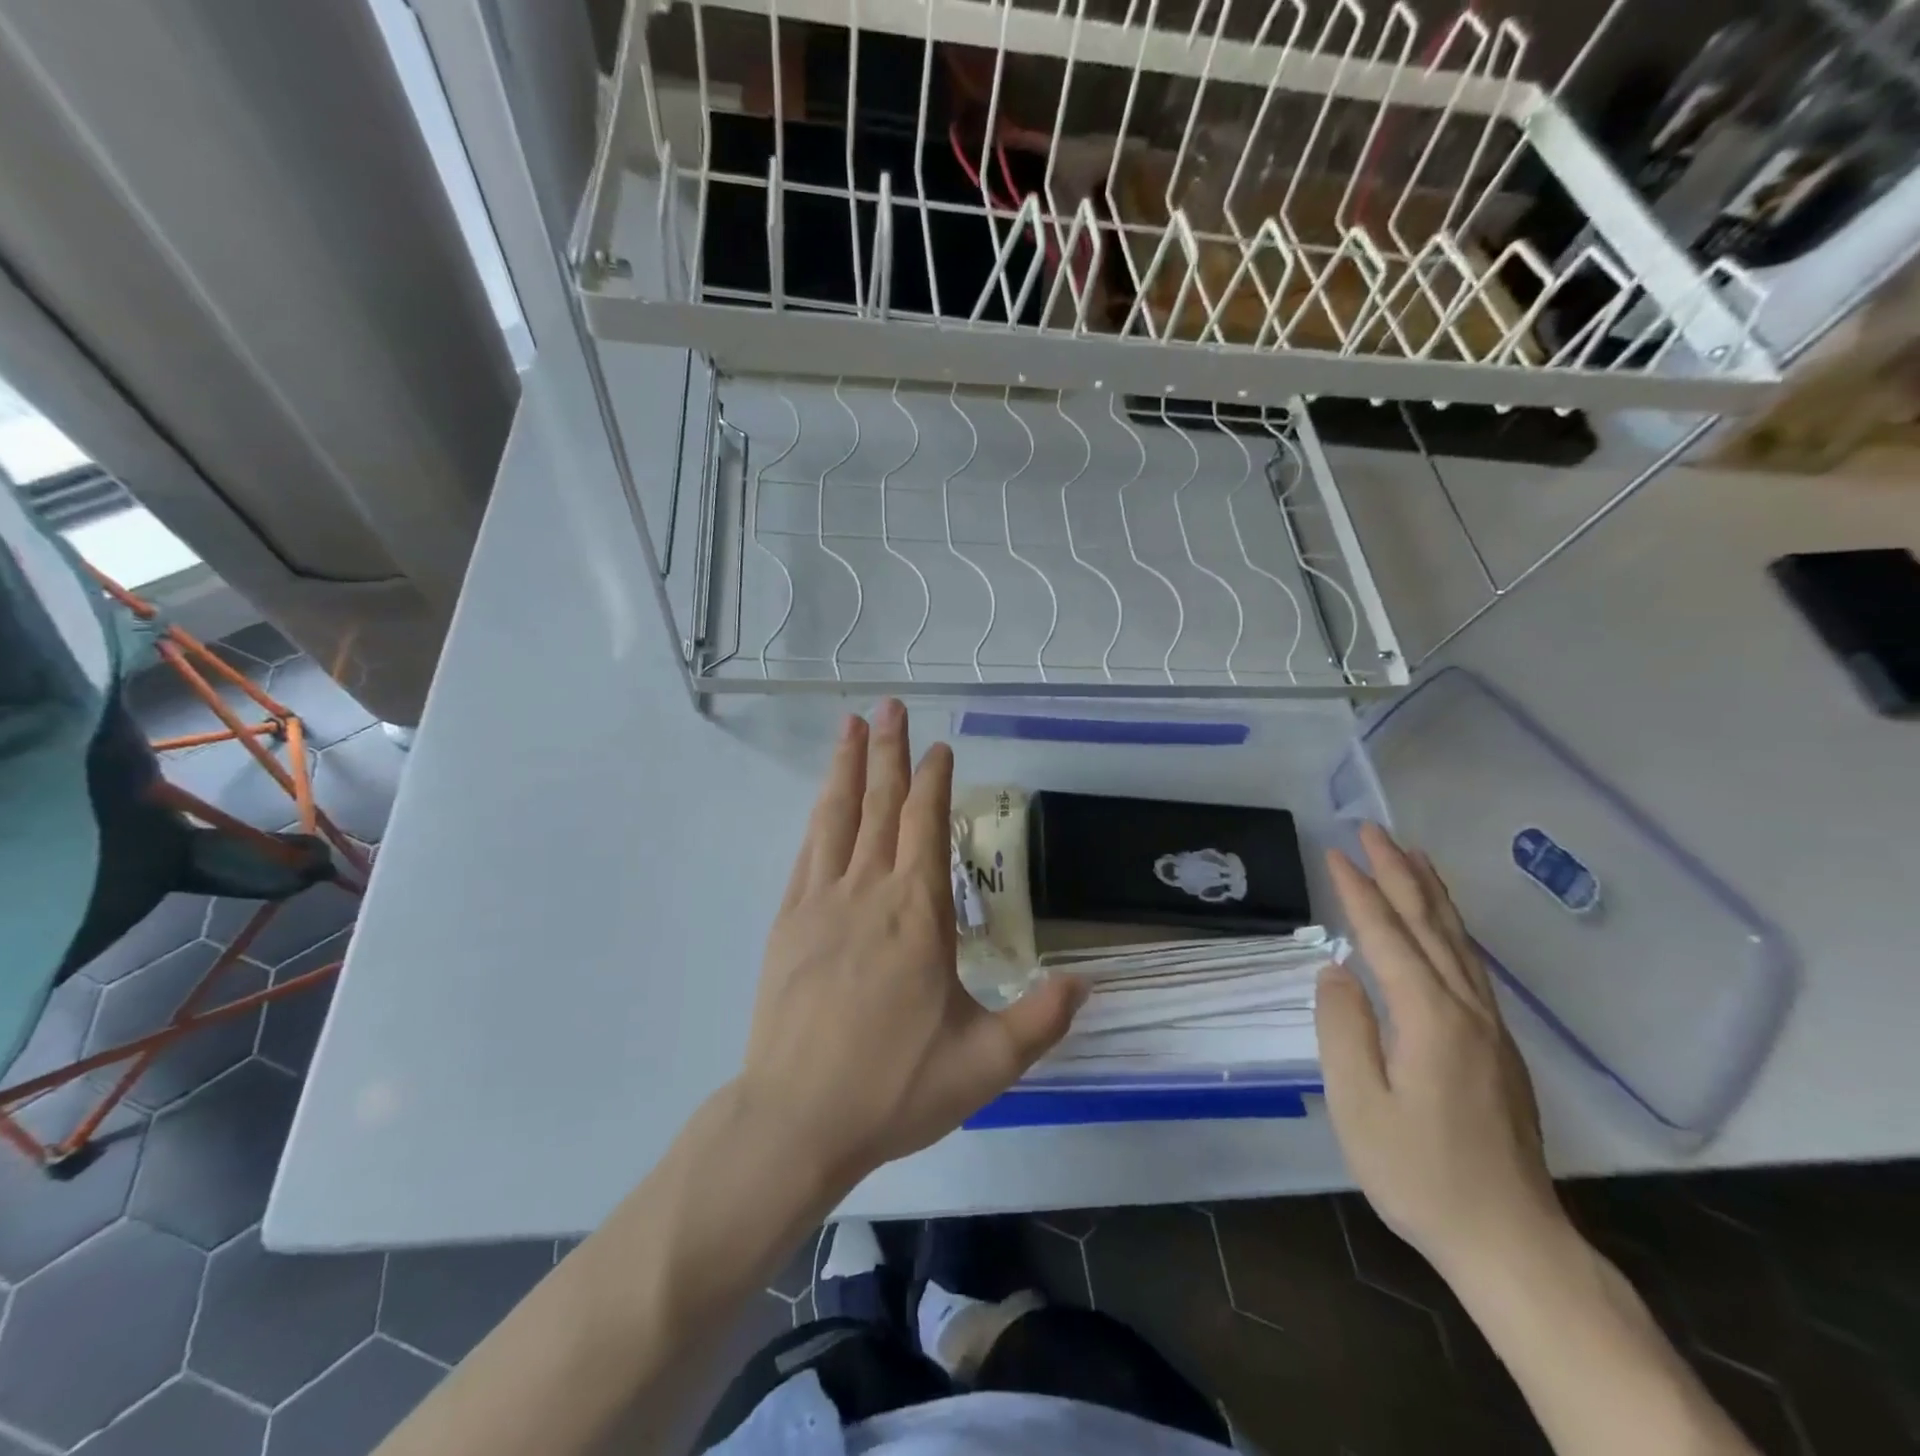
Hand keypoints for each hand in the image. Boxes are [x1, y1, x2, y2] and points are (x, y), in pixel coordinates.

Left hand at [737, 700, 1084, 1185]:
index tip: (938, 748)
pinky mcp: (788, 922)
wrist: (797, 1119)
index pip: (927, 825)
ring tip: (850, 726)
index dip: (932, 781)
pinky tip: (823, 801)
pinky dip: (819, 817)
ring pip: (838, 818)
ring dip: (847, 768)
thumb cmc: (894, 1088)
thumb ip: (1041, 1020)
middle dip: (888, 752)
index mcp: (918, 915)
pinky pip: (807, 853)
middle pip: (881, 806)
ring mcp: (821, 903)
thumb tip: (1087, 982)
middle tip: (890, 706)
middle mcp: (869, 893)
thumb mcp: (986, 1064)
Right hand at [1316, 822, 1568, 1284]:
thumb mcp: (1359, 1105)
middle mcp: (1466, 1010)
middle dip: (1398, 872)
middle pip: (1430, 925)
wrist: (1510, 1240)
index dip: (1359, 892)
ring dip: (1431, 892)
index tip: (1335, 852)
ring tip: (1412, 854)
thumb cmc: (1420, 1174)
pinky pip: (1469, 965)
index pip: (1387, 938)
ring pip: (1457, 941)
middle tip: (1372, 829)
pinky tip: (1441, 924)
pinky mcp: (1497, 1046)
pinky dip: (1450, 927)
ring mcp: (1489, 1027)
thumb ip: (1343, 1028)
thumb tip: (1336, 971)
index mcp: (1429, 1019)